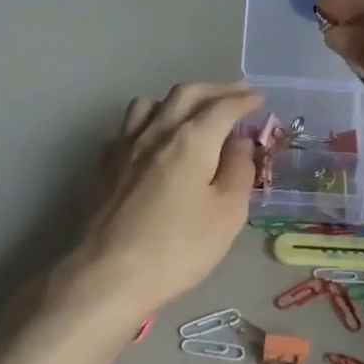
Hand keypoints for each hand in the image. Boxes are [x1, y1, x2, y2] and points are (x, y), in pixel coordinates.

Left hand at [62, 82, 262, 320]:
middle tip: (235, 95)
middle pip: (186, 94)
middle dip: (214, 90)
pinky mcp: (104, 166)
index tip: (259, 98)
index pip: (223, 107)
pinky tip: (150, 143)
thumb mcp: (227, 214)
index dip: (244, 100)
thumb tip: (239, 143)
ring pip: (149, 104)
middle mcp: (156, 132)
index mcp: (191, 140)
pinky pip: (127, 129)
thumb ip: (238, 171)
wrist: (110, 274)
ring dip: (176, 101)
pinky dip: (146, 125)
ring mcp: (124, 147)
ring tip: (191, 113)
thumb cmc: (178, 248)